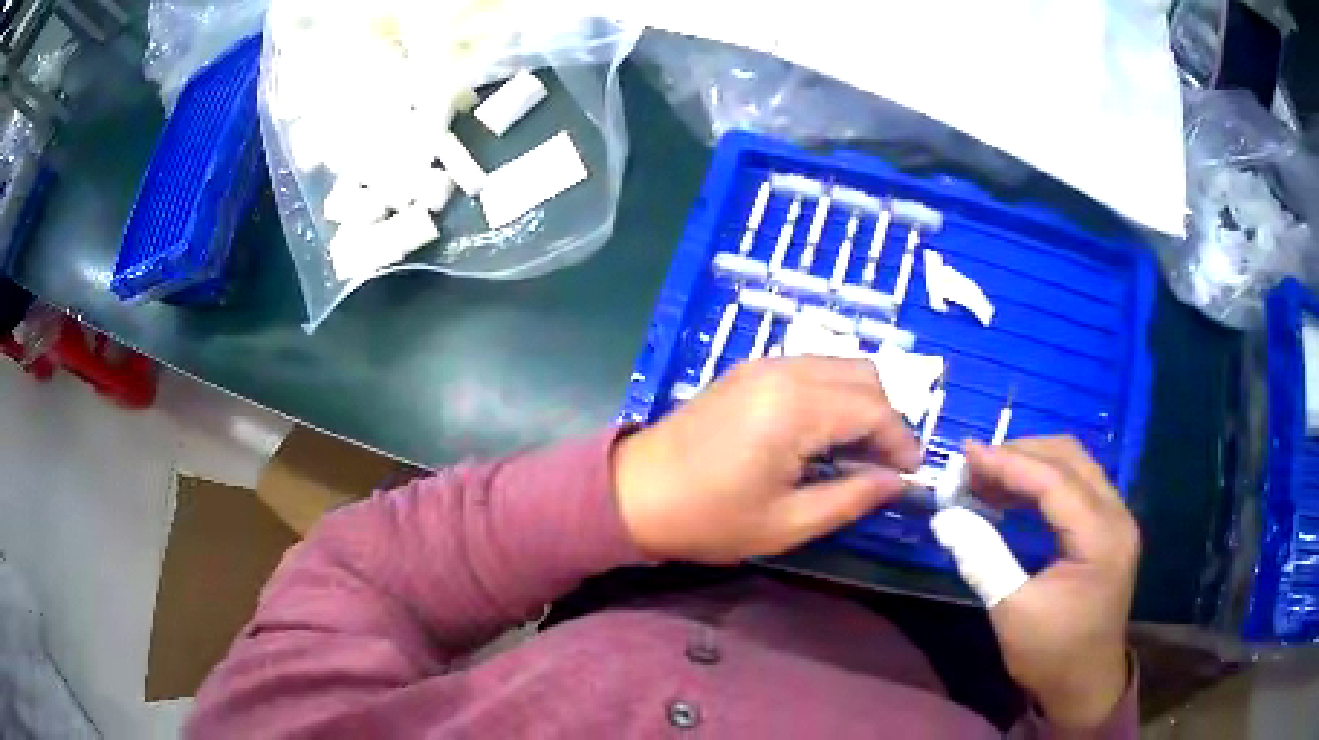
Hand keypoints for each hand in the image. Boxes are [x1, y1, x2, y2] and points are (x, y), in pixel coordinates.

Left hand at [613, 357, 920, 563]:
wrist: (633, 493)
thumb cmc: (708, 517)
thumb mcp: (787, 523)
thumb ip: (852, 498)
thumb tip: (898, 483)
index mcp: (797, 408)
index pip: (876, 410)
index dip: (902, 441)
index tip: (910, 475)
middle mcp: (786, 371)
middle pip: (865, 376)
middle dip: (886, 418)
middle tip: (885, 464)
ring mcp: (764, 364)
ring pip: (840, 366)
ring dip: (861, 402)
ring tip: (859, 452)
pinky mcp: (748, 369)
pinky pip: (811, 368)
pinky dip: (833, 393)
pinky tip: (824, 433)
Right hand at [965, 437, 1138, 731]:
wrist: (1086, 685)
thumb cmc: (1051, 654)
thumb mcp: (1012, 612)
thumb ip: (983, 558)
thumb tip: (946, 517)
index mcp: (1101, 536)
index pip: (1055, 480)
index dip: (1009, 463)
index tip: (966, 454)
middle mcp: (1117, 515)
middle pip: (1071, 458)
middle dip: (1021, 453)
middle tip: (975, 466)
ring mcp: (1117, 519)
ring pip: (1076, 466)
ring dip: (1032, 464)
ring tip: (988, 477)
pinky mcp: (1109, 529)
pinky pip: (1077, 486)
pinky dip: (1044, 483)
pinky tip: (1015, 496)